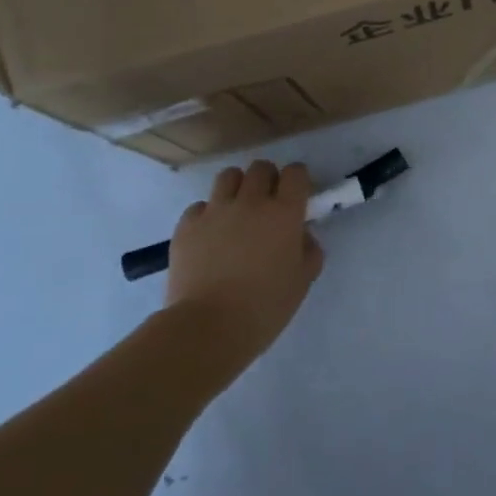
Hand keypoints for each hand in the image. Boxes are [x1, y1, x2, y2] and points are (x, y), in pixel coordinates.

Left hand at [164, 160, 324, 365]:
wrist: (208, 327)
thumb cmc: (265, 307)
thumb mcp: (303, 280)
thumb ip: (309, 250)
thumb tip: (300, 236)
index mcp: (284, 213)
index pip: (296, 173)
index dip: (298, 180)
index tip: (297, 196)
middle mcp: (251, 202)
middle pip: (261, 168)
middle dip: (268, 179)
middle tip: (268, 203)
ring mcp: (215, 211)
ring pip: (228, 176)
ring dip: (238, 187)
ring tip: (237, 211)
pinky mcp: (186, 225)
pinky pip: (200, 206)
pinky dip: (208, 214)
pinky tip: (210, 236)